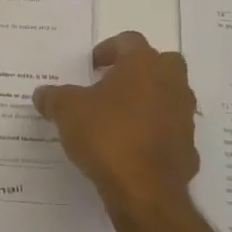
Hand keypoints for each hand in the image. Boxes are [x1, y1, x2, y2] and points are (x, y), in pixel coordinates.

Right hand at [33, 32, 198, 213]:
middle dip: (138, 71)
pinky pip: (171, 132)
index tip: (91, 66)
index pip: (129, 41)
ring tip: (120, 119)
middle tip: (112, 85)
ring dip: (149, 102)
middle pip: (161, 63)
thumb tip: (43, 94)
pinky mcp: (188, 149)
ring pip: (169, 97)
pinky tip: (133, 149)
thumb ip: (54, 97)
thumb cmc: (106, 135)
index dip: (108, 50)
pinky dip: (155, 135)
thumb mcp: (67, 111)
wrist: (143, 189)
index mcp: (144, 64)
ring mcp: (184, 117)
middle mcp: (171, 83)